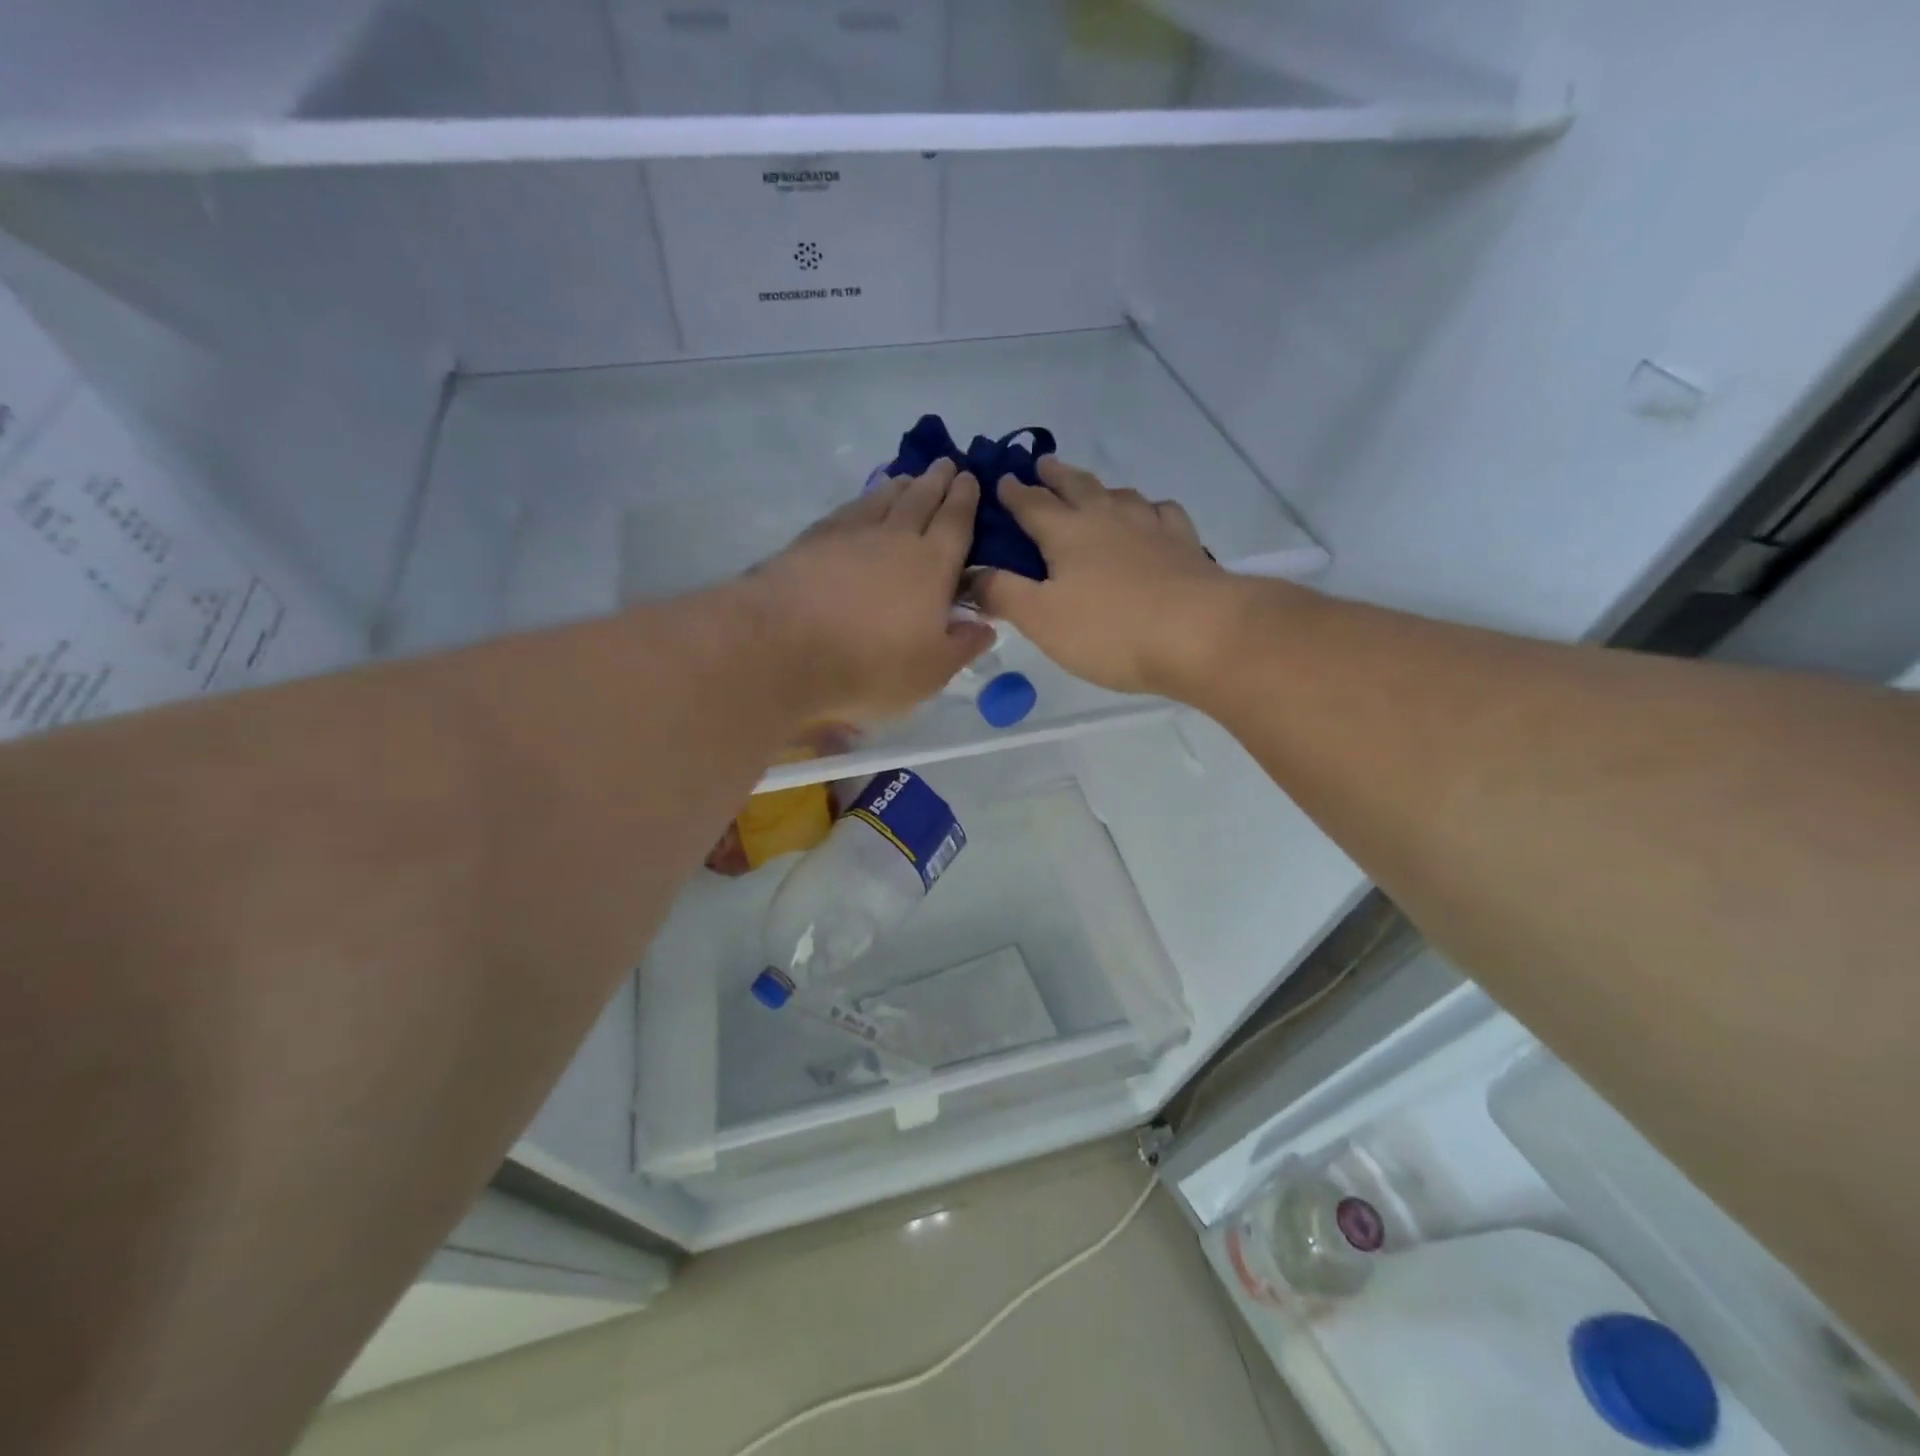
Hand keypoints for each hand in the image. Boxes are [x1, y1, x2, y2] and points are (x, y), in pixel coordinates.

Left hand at [744, 459, 994, 721]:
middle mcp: (896, 537)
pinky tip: (864, 502)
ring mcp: (851, 533)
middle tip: (947, 464)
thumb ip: (962, 646)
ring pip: (884, 497)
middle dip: (937, 480)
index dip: (966, 499)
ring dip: (902, 484)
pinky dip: (865, 499)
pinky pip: (850, 508)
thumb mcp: (931, 671)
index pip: (956, 521)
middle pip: (921, 498)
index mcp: (933, 564)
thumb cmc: (870, 665)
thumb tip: (986, 626)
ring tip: (909, 477)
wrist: (783, 647)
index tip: (970, 479)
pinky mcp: (814, 538)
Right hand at [971, 457, 1238, 696]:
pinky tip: (1151, 518)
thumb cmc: (1110, 629)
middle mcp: (1107, 519)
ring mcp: (1150, 527)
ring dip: (1101, 488)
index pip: (1032, 505)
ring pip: (1121, 495)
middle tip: (1043, 463)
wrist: (1199, 633)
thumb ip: (1002, 593)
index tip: (1000, 479)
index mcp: (1067, 534)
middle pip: (1077, 487)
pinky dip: (1149, 510)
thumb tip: (968, 574)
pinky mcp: (1184, 544)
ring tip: (1095, 491)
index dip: (1013, 493)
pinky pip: (1162, 513)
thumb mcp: (1042, 619)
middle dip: (1056, 475)